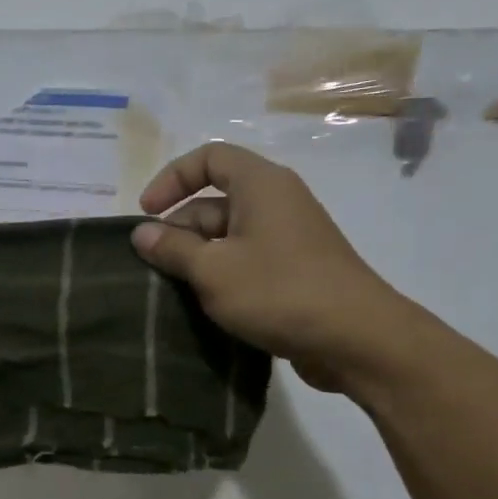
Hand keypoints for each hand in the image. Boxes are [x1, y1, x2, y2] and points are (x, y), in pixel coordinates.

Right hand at [130, 143, 417, 392]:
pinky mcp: (294, 270)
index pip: (208, 158)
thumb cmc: (279, 292)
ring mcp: (288, 238)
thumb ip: (172, 248)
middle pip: (214, 201)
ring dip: (196, 257)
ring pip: (227, 235)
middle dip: (178, 229)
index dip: (171, 179)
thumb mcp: (212, 270)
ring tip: (172, 290)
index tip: (146, 214)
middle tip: (153, 265)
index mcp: (261, 185)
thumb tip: (141, 233)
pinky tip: (203, 305)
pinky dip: (220, 274)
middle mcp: (277, 202)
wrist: (357, 340)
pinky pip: (245, 260)